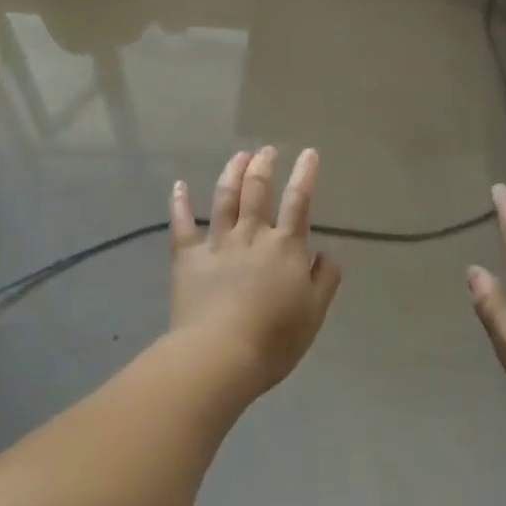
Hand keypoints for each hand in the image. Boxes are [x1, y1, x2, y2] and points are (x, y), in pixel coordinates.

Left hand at [171, 147, 343, 392]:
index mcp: (286, 247)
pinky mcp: (188, 257)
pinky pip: (182, 224)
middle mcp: (252, 235)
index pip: (299, 201)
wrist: (221, 354)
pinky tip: (179, 185)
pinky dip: (179, 203)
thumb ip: (325, 279)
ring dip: (232, 173)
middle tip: (266, 151)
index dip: (305, 174)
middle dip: (264, 166)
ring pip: (224, 198)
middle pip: (257, 191)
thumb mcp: (314, 313)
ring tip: (239, 156)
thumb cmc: (275, 338)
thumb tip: (327, 253)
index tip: (308, 153)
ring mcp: (217, 243)